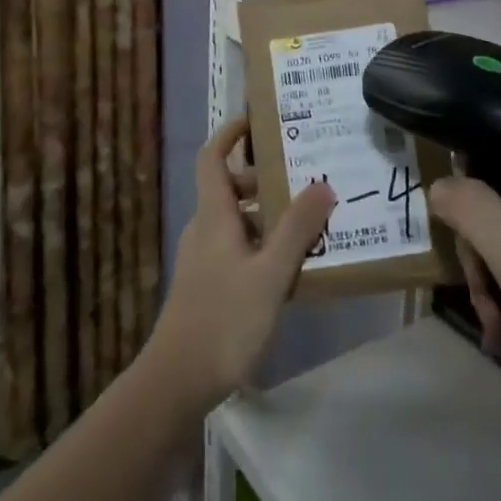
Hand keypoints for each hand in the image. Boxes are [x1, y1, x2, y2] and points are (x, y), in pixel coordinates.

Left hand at [146, 116, 335, 413]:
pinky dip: (263, 244)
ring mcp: (205, 260)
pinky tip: (292, 266)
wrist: (176, 382)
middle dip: (265, 178)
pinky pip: (239, 248)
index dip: (230, 133)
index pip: (212, 157)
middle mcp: (205, 230)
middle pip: (231, 188)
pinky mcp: (209, 286)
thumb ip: (298, 230)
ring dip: (269, 215)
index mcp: (214, 216)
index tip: (258, 119)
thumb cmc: (224, 320)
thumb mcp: (271, 274)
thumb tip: (323, 184)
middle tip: (305, 175)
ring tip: (310, 220)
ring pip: (238, 221)